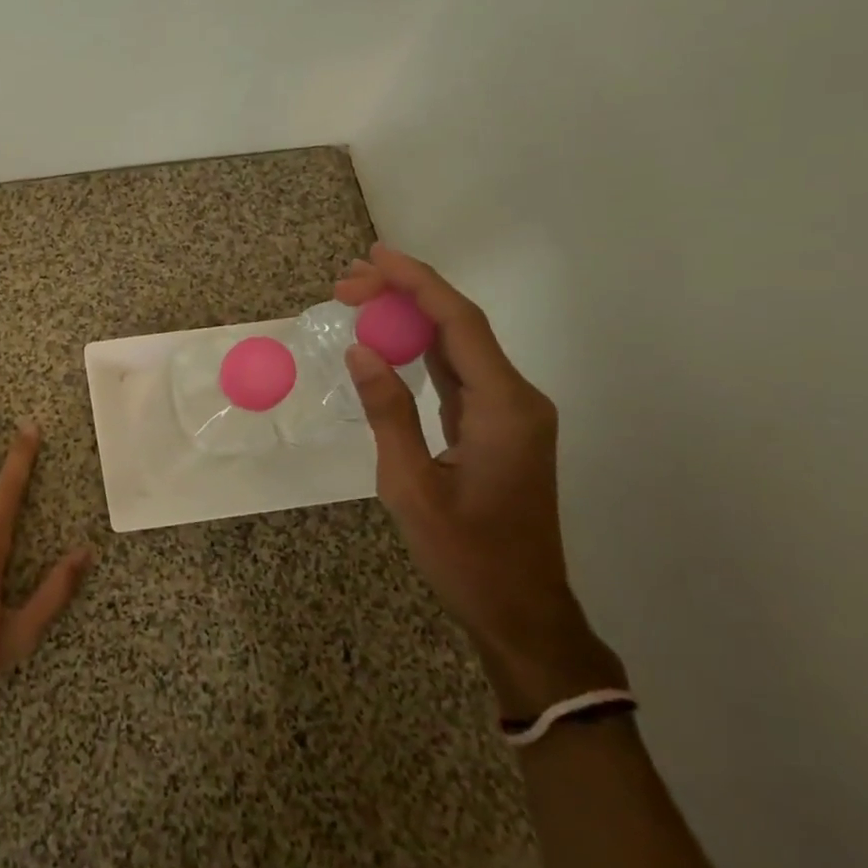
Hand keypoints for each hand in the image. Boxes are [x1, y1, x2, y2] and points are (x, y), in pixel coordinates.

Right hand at [336, 246, 623, 714]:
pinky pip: (459, 373)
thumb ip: (388, 413)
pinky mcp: (499, 427)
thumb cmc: (466, 556)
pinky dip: (422, 350)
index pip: (458, 323)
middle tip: (346, 282)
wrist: (521, 612)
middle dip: (405, 294)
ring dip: (411, 318)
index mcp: (504, 408)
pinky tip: (390, 341)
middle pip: (460, 325)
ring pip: (459, 346)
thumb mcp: (411, 487)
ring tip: (359, 298)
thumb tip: (360, 351)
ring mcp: (511, 413)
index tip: (373, 256)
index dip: (416, 282)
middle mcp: (516, 399)